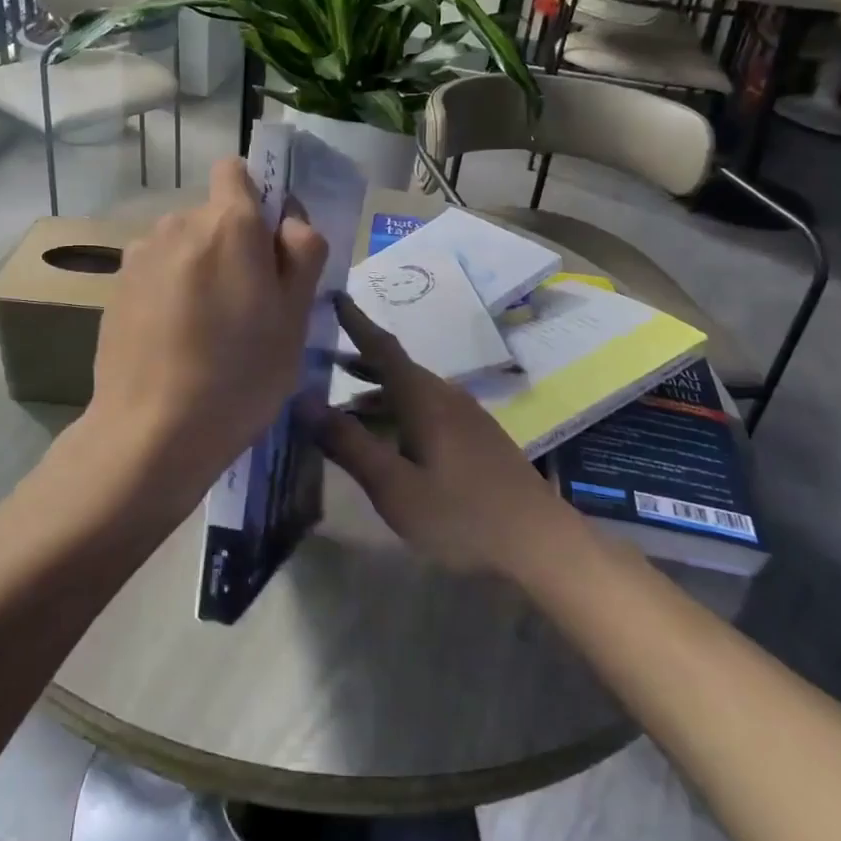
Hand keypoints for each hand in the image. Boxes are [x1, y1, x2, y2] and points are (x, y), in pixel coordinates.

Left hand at [80, 157, 328, 528]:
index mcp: (229, 224)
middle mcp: (178, 224)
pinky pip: (156, 271)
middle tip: (247, 305)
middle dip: (232, 244)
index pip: (236, 170)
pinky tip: (173, 340)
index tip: (268, 245)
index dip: (256, 199)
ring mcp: (140, 255)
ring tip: (206, 328)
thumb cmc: (240, 376)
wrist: (152, 431)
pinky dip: (169, 290)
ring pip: (183, 244)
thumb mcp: (295, 318)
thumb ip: (302, 254)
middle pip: (213, 215)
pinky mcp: (116, 287)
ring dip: (198, 267)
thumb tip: (289, 222)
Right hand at [311, 297, 576, 578]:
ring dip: (376, 394)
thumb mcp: (393, 486)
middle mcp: (445, 397)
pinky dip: (396, 413)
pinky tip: (388, 440)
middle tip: (321, 362)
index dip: (356, 322)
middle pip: (396, 369)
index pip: (382, 348)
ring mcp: (465, 417)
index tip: (334, 297)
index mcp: (423, 398)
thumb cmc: (461, 514)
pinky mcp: (476, 438)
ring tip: (344, 407)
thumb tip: (301, 400)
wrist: (539, 543)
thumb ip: (347, 443)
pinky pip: (426, 410)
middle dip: (359, 363)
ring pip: (411, 393)